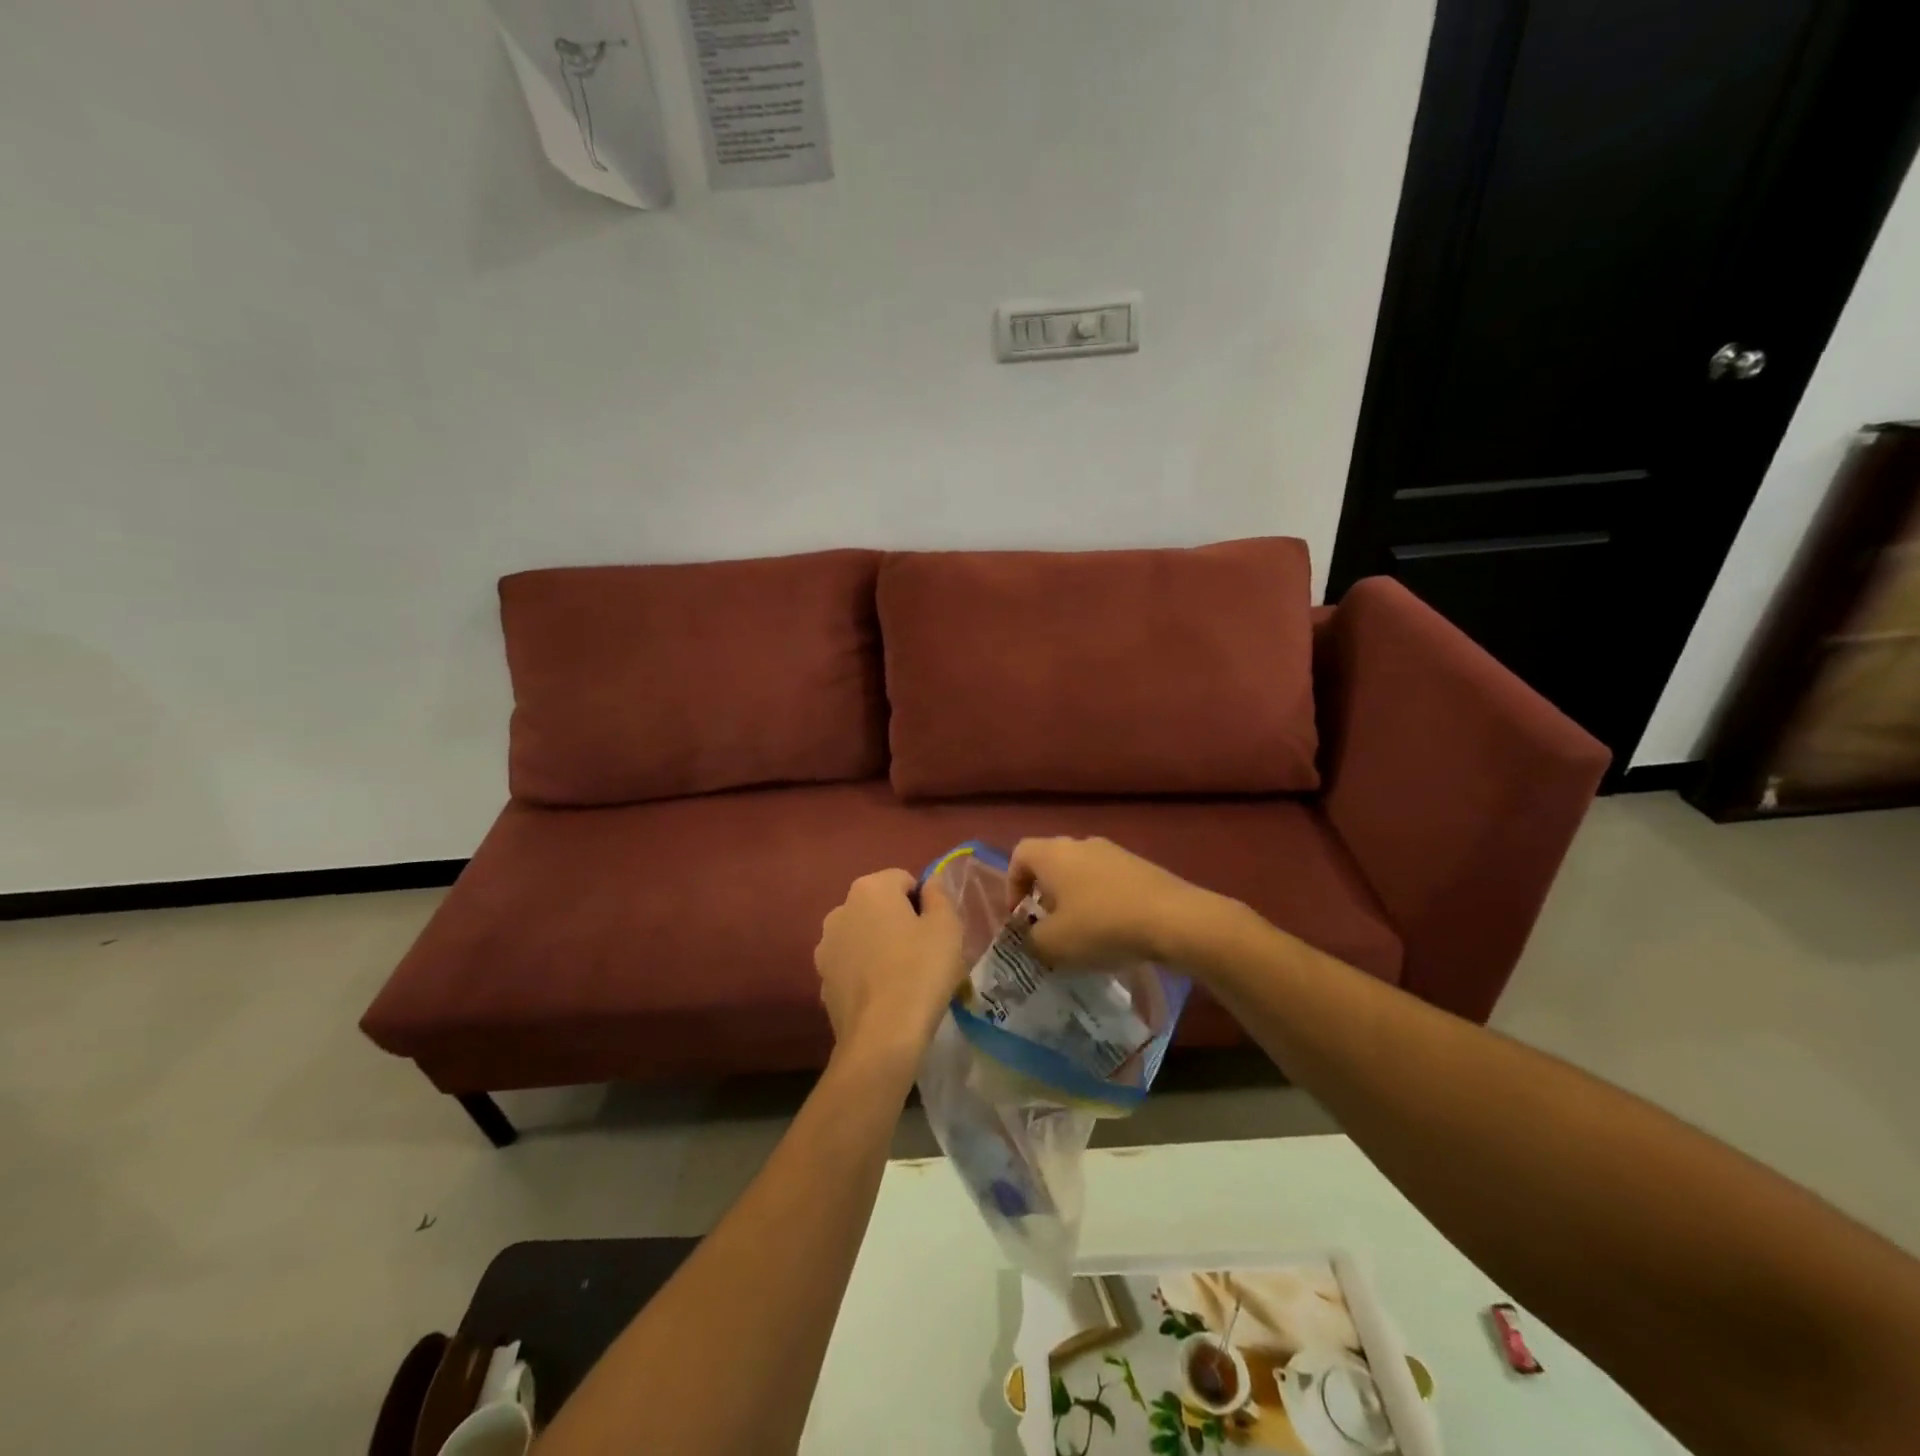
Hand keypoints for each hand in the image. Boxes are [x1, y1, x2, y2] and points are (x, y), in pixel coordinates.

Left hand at [814, 870, 965, 1066]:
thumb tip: (929, 883)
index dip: (924, 904)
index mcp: (870, 888)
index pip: (904, 880)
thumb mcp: (947, 927)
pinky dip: (865, 972)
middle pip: (879, 906)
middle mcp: (840, 909)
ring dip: (879, 946)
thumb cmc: (920, 971)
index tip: (935, 932)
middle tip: (923, 953)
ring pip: (862, 935)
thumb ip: (939, 896)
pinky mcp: (821, 979)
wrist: (881, 1036)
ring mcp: (825, 946)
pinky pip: (851, 965)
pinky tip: (883, 997)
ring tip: (903, 978)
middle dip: (899, 922)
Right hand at [1007, 837, 1226, 967]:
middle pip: (1051, 863)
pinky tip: (1114, 932)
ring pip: (1082, 873)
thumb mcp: (1054, 944)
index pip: (1019, 856)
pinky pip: (1109, 882)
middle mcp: (1081, 844)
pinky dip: (1103, 903)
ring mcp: (1115, 853)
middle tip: (1049, 929)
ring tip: (1083, 935)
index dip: (1012, 885)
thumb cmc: (1102, 926)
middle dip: (1045, 896)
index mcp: (1053, 854)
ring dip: (1075, 900)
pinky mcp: (1141, 867)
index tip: (1020, 917)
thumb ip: (1031, 940)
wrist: (1174, 919)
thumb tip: (1032, 937)